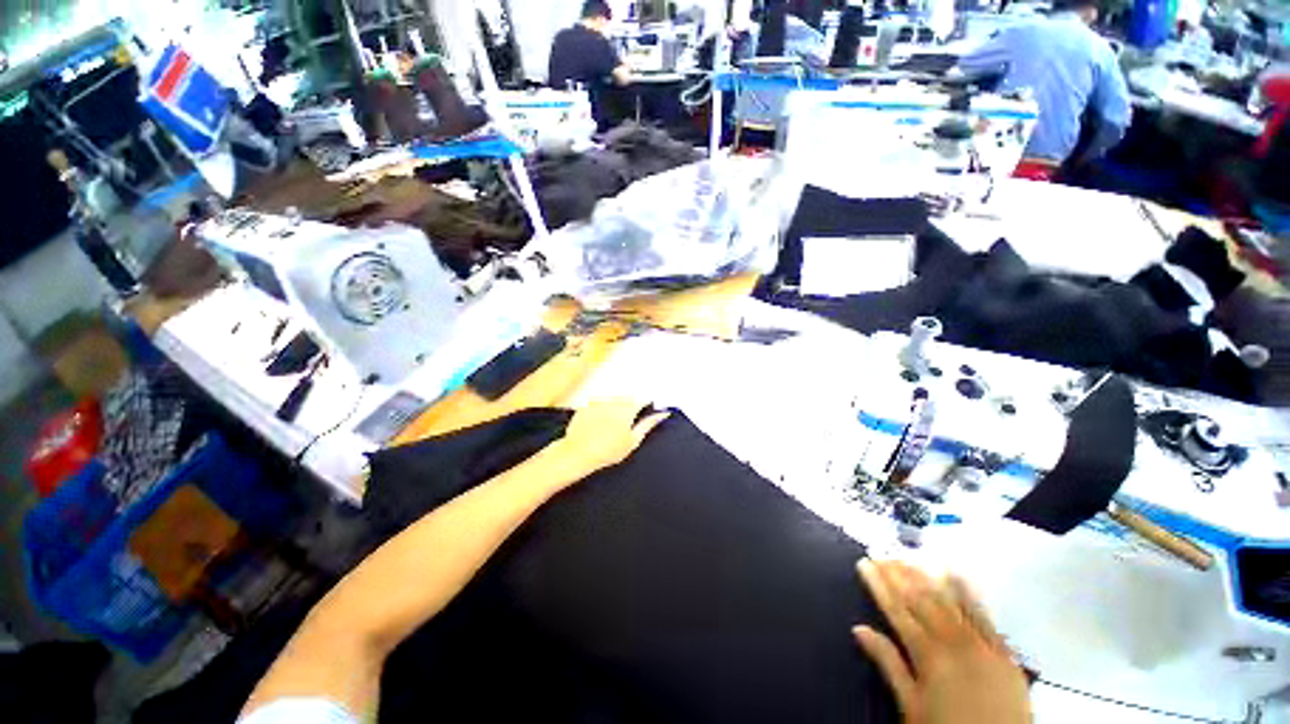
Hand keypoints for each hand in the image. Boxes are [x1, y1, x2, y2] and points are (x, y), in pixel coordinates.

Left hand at [546, 399, 670, 481]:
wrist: (579, 453)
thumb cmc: (607, 450)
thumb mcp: (633, 440)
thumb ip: (648, 424)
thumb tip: (662, 414)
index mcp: (628, 408)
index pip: (643, 399)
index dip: (645, 406)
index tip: (646, 411)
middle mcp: (614, 400)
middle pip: (627, 399)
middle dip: (629, 408)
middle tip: (624, 426)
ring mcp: (599, 401)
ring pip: (612, 401)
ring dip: (614, 409)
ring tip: (609, 428)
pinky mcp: (586, 405)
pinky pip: (598, 404)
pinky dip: (600, 412)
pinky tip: (597, 426)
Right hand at [854, 560, 1030, 723]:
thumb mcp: (911, 706)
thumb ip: (888, 663)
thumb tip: (858, 628)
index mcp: (927, 655)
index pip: (897, 610)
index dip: (879, 585)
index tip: (864, 563)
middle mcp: (953, 642)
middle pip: (921, 600)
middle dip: (898, 574)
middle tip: (882, 553)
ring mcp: (981, 644)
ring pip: (949, 601)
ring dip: (926, 577)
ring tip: (908, 557)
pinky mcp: (1003, 651)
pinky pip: (983, 615)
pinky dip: (967, 593)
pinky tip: (955, 574)